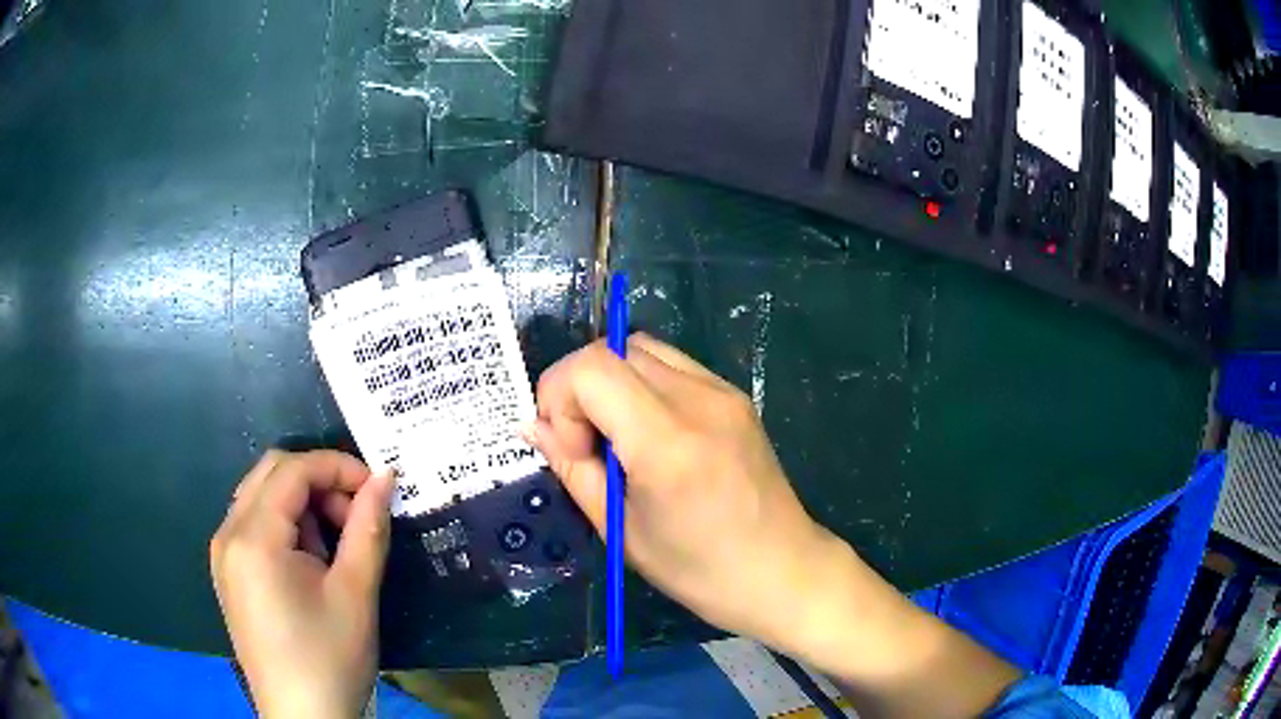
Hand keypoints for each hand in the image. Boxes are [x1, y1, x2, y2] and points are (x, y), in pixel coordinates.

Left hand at [210, 450, 391, 718]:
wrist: (303, 718)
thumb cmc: (330, 659)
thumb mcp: (356, 594)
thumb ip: (368, 528)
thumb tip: (386, 476)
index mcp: (253, 538)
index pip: (292, 470)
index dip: (338, 467)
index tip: (377, 488)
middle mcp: (228, 533)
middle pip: (271, 474)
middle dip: (319, 481)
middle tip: (356, 516)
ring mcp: (224, 554)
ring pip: (262, 496)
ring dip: (302, 504)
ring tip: (336, 546)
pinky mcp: (229, 572)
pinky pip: (254, 524)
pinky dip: (286, 525)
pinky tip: (310, 562)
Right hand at [525, 334, 834, 646]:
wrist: (783, 571)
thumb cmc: (700, 570)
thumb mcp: (621, 531)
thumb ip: (573, 470)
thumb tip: (532, 426)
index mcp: (668, 441)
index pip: (590, 368)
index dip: (559, 398)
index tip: (572, 450)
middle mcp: (699, 399)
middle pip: (612, 348)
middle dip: (579, 389)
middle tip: (588, 447)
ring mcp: (723, 391)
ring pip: (642, 349)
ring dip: (611, 384)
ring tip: (618, 440)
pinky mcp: (736, 395)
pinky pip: (672, 366)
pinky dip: (642, 385)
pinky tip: (651, 435)